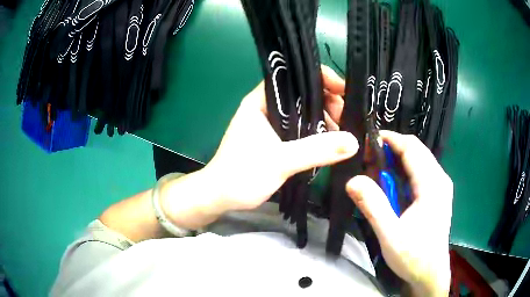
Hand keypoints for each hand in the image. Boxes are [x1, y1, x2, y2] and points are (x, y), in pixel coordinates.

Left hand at [203, 65, 357, 211]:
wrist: (221, 197)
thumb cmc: (242, 175)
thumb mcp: (280, 161)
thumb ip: (316, 150)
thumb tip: (353, 141)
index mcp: (261, 101)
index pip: (293, 77)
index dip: (319, 78)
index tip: (343, 90)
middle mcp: (267, 107)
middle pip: (302, 94)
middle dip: (327, 102)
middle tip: (346, 118)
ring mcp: (272, 124)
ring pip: (304, 113)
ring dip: (324, 119)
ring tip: (343, 133)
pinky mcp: (276, 140)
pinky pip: (301, 129)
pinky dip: (316, 133)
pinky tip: (331, 142)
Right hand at [346, 131, 452, 295]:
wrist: (429, 274)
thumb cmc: (413, 257)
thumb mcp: (390, 235)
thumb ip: (373, 206)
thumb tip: (352, 180)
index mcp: (432, 184)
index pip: (411, 147)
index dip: (388, 139)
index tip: (366, 142)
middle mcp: (439, 179)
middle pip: (415, 150)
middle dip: (390, 150)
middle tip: (367, 162)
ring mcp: (439, 186)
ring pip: (417, 161)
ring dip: (395, 162)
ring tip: (375, 174)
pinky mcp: (437, 194)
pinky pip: (419, 173)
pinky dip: (402, 173)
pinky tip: (390, 187)